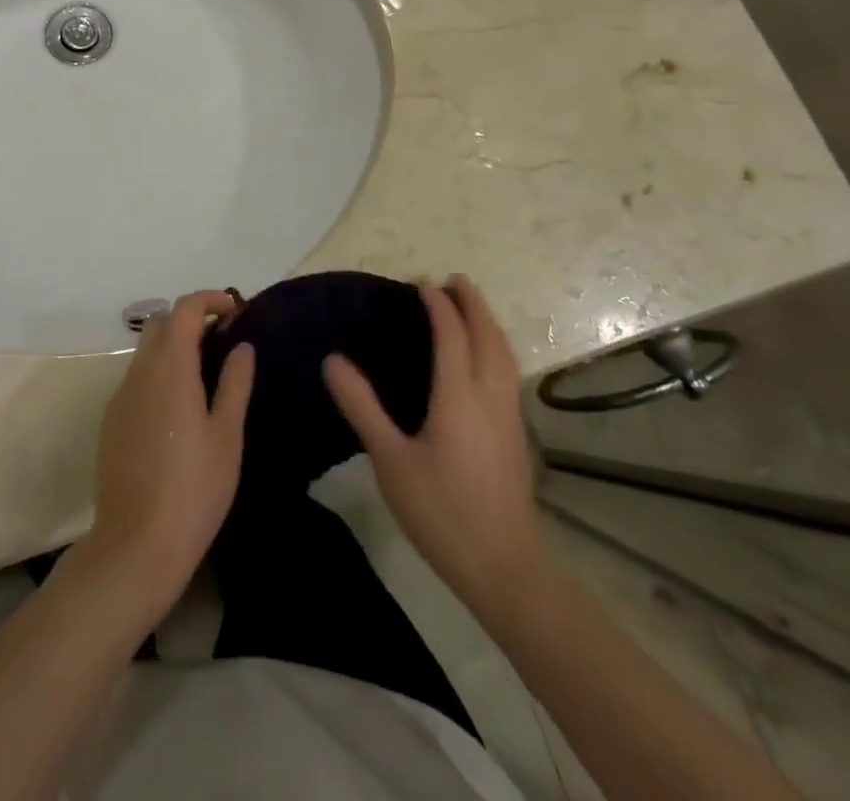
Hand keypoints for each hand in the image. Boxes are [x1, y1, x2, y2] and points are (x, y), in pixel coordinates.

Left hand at [85, 291, 253, 613]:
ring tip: (205, 372)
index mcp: (170, 368)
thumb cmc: (195, 488)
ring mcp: (121, 395)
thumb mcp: (227, 435)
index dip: (209, 300)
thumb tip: (242, 346)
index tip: (235, 310)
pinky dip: (158, 372)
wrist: (137, 543)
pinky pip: (136, 378)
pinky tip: (178, 407)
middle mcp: (139, 371)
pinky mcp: (111, 419)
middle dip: (190, 319)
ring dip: (173, 346)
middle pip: (160, 323)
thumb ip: (235, 383)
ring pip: (145, 350)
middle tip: (222, 339)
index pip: (184, 309)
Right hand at [323, 276, 544, 613]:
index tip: (422, 284)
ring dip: (489, 324)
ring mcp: (510, 417)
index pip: (452, 335)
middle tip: (456, 281)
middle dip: (474, 304)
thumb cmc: (442, 511)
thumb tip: (332, 360)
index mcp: (459, 396)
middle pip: (489, 337)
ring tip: (472, 309)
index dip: (438, 306)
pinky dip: (496, 349)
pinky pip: (509, 373)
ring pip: (506, 355)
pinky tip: (485, 361)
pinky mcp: (517, 436)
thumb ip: (362, 407)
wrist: (505, 567)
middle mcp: (490, 396)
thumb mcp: (390, 460)